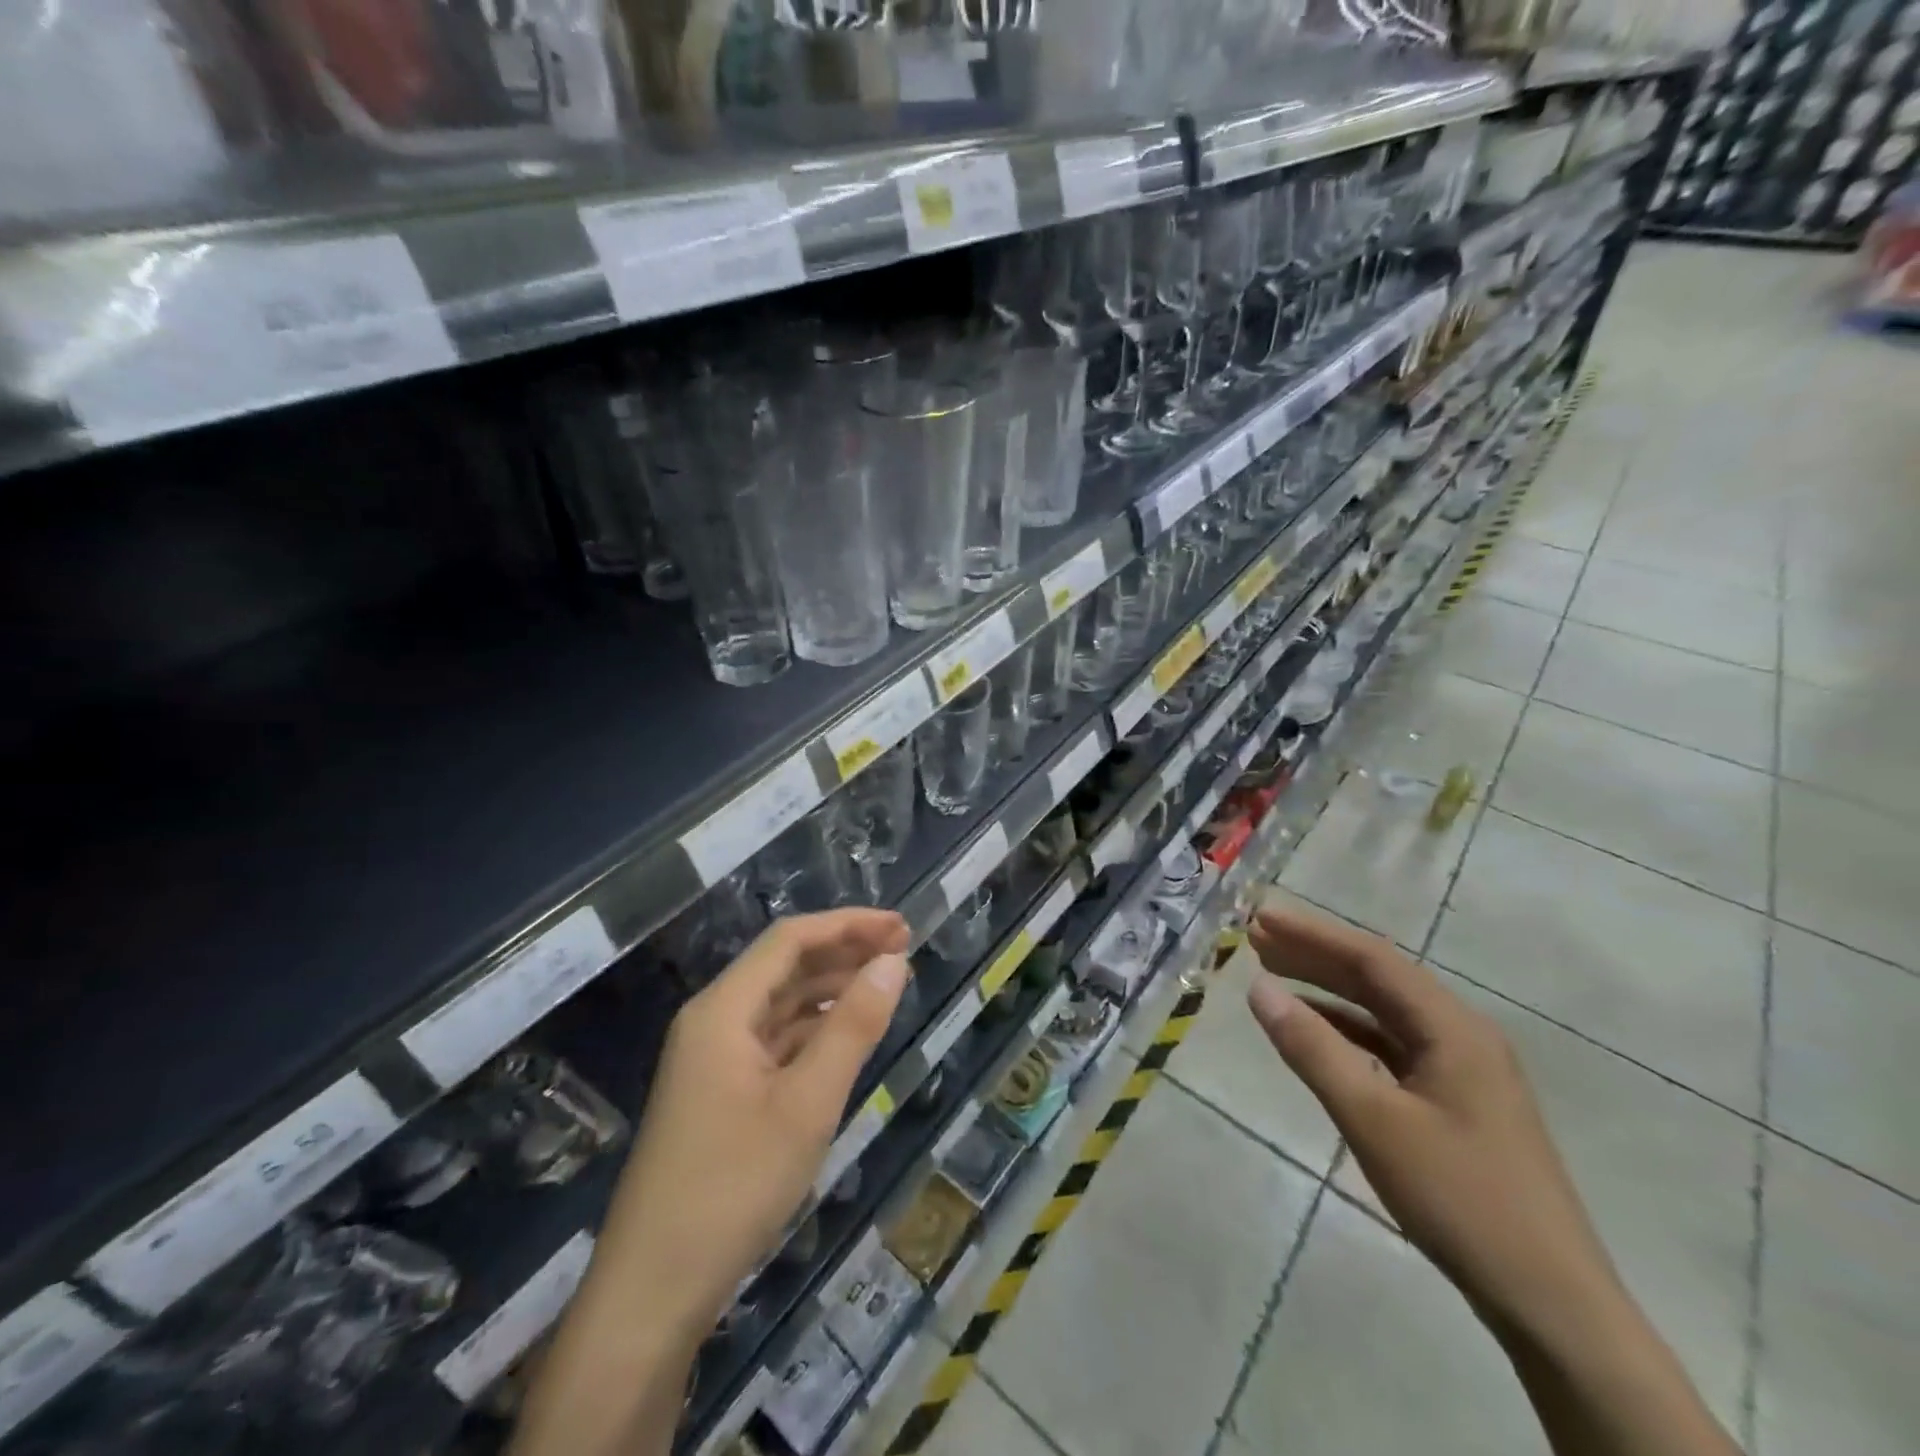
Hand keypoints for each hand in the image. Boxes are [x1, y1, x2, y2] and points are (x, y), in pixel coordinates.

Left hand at [597, 908, 910, 1334]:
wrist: (651, 1293)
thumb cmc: (733, 1187)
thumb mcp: (808, 1104)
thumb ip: (853, 1027)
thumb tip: (893, 961)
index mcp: (723, 1010)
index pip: (790, 939)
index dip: (848, 924)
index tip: (901, 927)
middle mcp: (714, 1021)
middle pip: (783, 966)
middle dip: (843, 951)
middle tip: (903, 951)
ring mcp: (713, 1059)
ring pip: (779, 1004)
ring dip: (830, 988)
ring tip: (883, 985)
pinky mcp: (719, 1093)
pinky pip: (773, 1040)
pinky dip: (813, 1029)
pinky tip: (845, 1037)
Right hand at [1245, 904, 1623, 1349]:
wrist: (1550, 1303)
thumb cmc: (1459, 1199)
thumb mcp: (1373, 1120)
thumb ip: (1313, 1048)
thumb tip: (1259, 987)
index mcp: (1453, 1028)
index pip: (1372, 959)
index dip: (1312, 933)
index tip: (1260, 916)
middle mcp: (1462, 1035)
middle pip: (1379, 978)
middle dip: (1316, 954)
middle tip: (1256, 937)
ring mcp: (1463, 1069)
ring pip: (1384, 1011)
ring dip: (1329, 989)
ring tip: (1274, 972)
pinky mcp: (1457, 1100)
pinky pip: (1392, 1046)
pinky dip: (1348, 1030)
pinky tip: (1316, 1031)